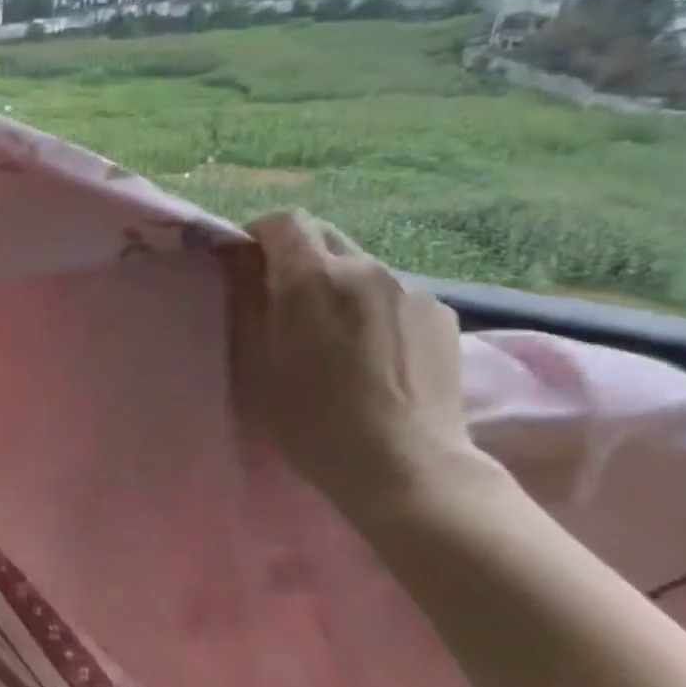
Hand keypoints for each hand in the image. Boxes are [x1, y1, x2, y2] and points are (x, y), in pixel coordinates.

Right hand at [223, 210, 478, 516]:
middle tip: (282, 302)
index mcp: (312, 278)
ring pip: (361, 267)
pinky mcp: (442, 315)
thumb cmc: (311, 419)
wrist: (404, 465)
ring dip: (337, 284)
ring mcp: (411, 289)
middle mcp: (366, 268)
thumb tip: (243, 272)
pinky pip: (394, 294)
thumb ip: (249, 306)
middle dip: (297, 257)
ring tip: (331, 335)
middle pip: (324, 236)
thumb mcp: (257, 364)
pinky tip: (372, 353)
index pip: (284, 221)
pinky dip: (372, 308)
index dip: (259, 236)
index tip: (247, 267)